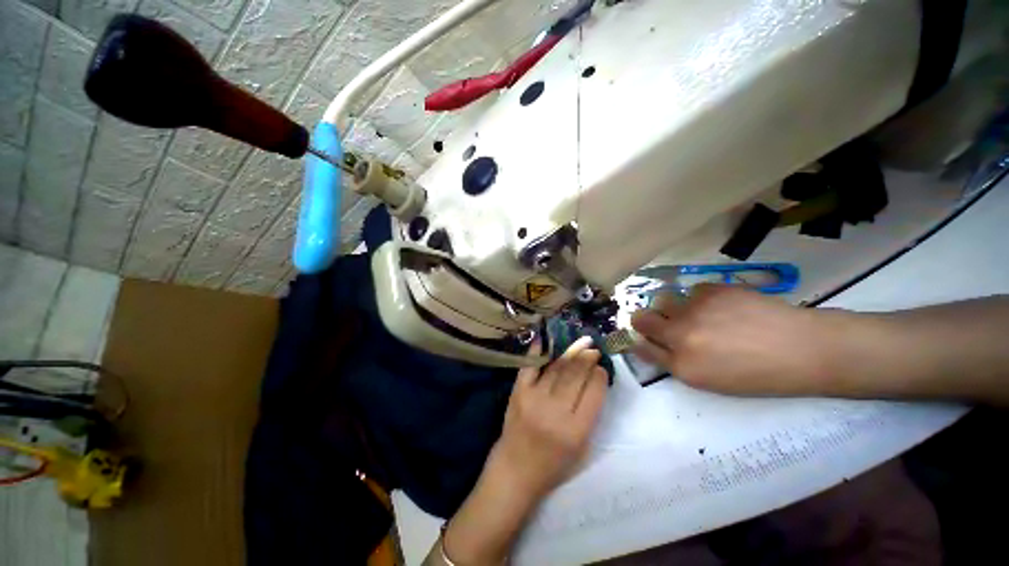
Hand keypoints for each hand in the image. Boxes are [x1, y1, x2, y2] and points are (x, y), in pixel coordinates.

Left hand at [490, 336, 609, 498]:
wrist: (515, 469)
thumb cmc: (553, 465)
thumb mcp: (582, 448)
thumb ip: (590, 415)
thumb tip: (594, 381)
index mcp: (576, 430)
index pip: (593, 393)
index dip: (599, 376)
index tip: (601, 368)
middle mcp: (555, 411)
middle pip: (575, 376)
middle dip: (587, 358)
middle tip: (593, 349)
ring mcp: (534, 398)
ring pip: (557, 368)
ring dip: (571, 353)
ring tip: (581, 343)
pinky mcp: (518, 392)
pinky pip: (530, 366)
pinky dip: (537, 351)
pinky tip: (545, 339)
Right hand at [630, 284, 842, 395]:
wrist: (804, 349)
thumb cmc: (759, 374)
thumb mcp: (711, 380)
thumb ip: (677, 362)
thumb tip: (654, 344)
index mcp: (683, 366)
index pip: (642, 347)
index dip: (640, 341)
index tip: (645, 337)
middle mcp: (680, 336)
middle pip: (641, 320)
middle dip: (643, 320)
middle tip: (657, 320)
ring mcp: (694, 311)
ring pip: (661, 300)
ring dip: (670, 307)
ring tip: (694, 312)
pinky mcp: (711, 290)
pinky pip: (690, 290)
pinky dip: (699, 298)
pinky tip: (721, 306)